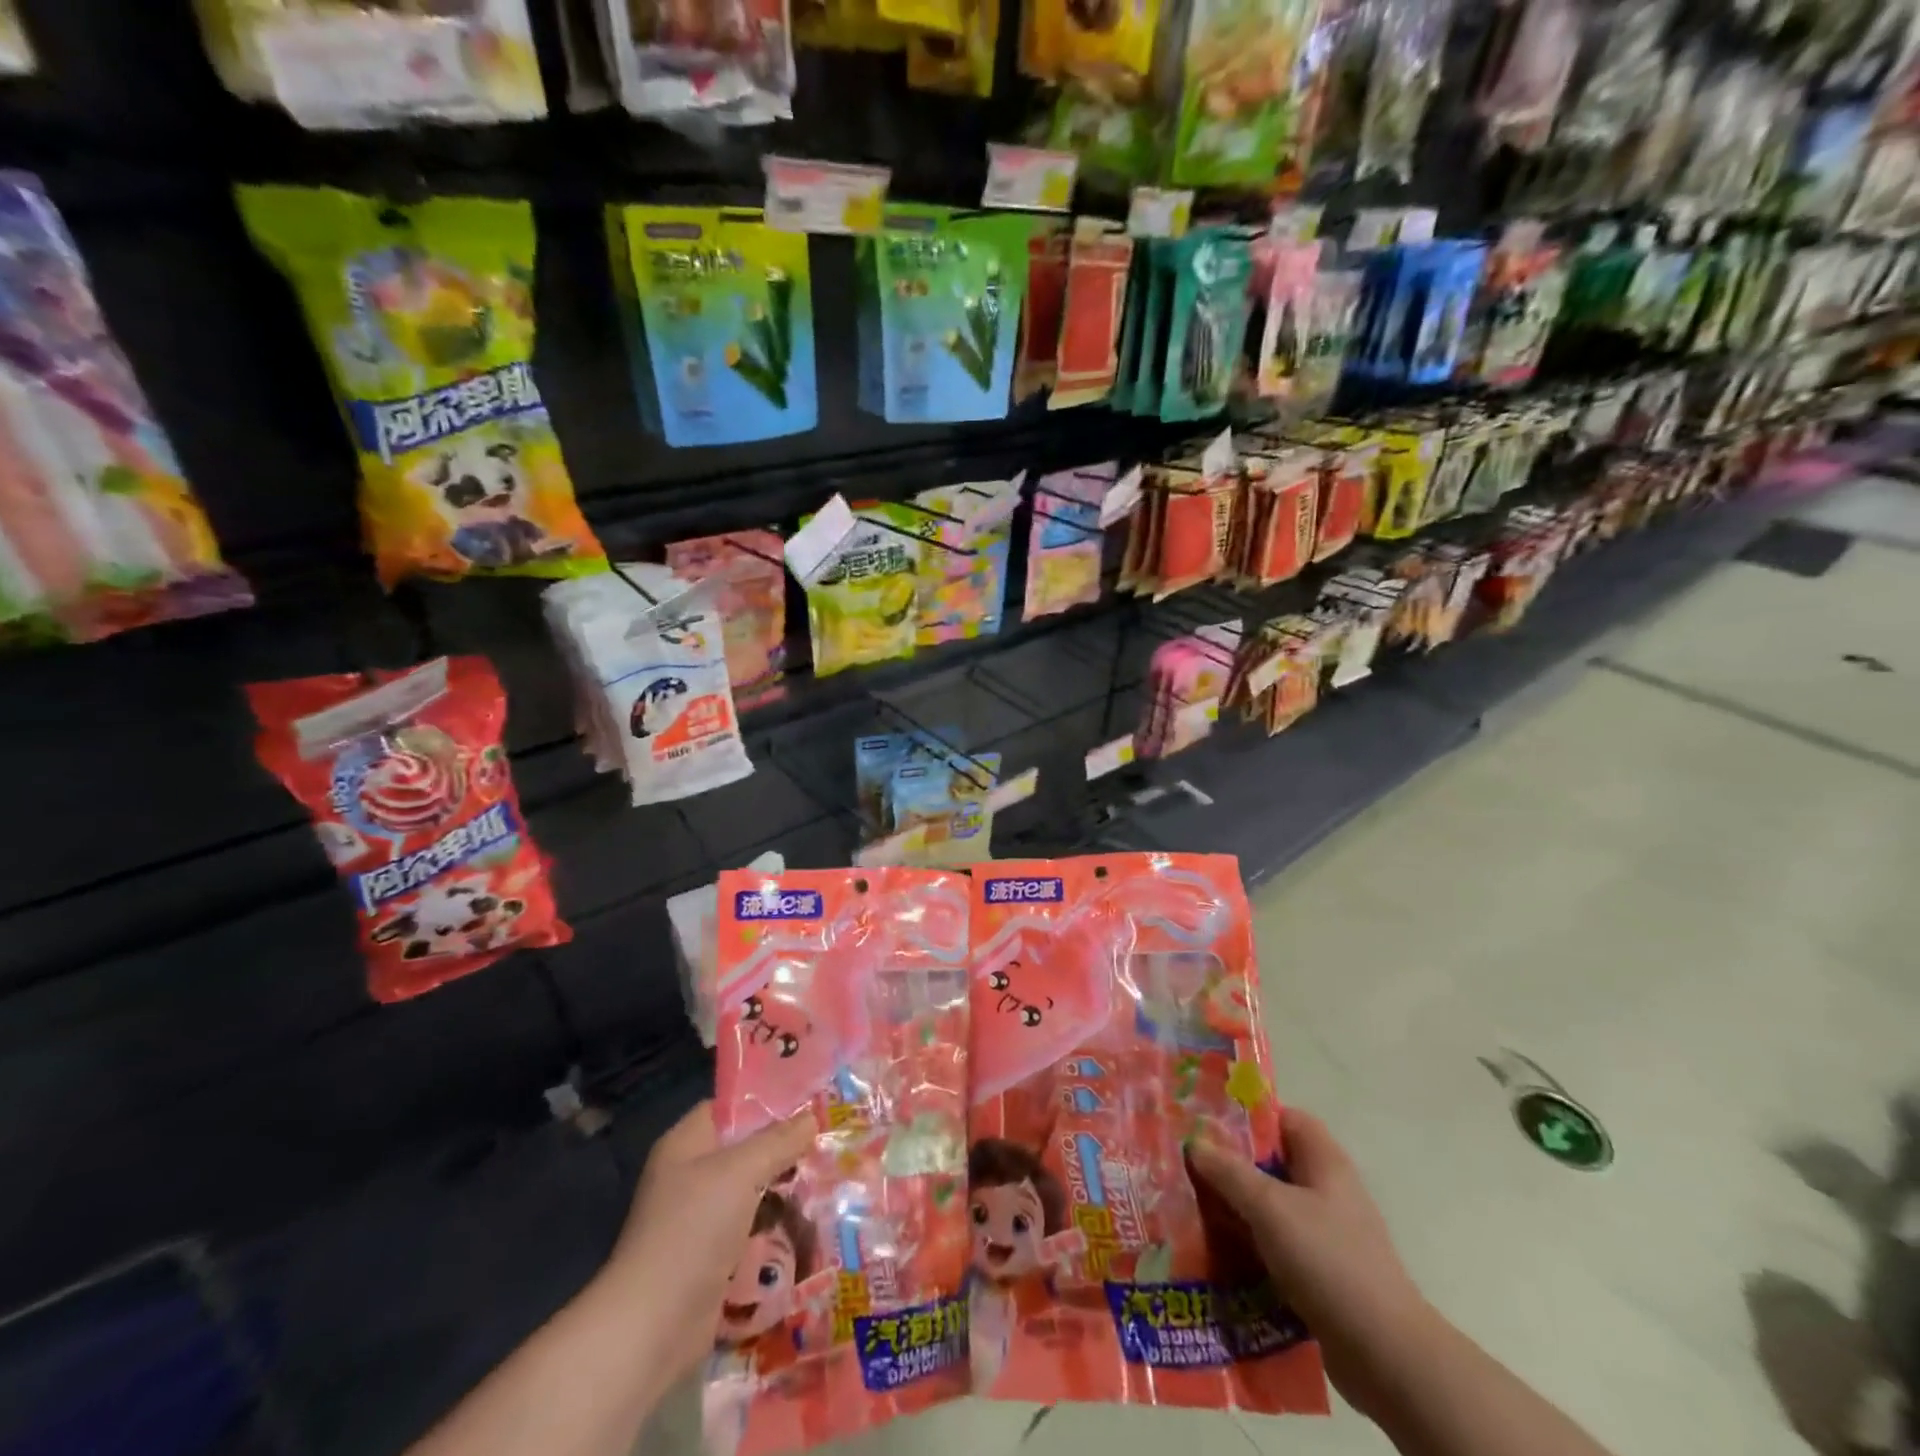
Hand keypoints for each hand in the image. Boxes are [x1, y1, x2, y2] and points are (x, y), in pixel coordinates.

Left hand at [605, 1099, 816, 1395]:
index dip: (767, 1101)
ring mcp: (701, 1219)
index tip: (809, 1102)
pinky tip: (810, 1224)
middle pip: (746, 1150)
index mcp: (687, 1144)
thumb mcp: (741, 1171)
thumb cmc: (693, 1230)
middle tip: (828, 1143)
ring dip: (785, 1190)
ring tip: (829, 1181)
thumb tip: (811, 1117)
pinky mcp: (712, 1258)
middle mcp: (691, 1176)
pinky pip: (752, 1229)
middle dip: (785, 1149)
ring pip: (753, 1191)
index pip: (730, 1108)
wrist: (652, 1327)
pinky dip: (777, 1227)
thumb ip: (778, 1140)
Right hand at [1188, 1108, 1438, 1416]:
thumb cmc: (1328, 1261)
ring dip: (1236, 1208)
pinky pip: (1276, 1244)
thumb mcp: (1269, 1207)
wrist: (1385, 1356)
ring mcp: (1326, 1234)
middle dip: (1231, 1165)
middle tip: (1188, 1166)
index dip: (1247, 1116)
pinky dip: (1250, 1245)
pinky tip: (1218, 1252)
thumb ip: (1229, 1171)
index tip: (1206, 1124)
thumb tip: (1195, 1142)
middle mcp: (1327, 1190)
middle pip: (1272, 1163)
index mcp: (1324, 1161)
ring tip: (1191, 1208)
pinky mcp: (1321, 1273)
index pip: (1284, 1118)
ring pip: (1270, 1206)